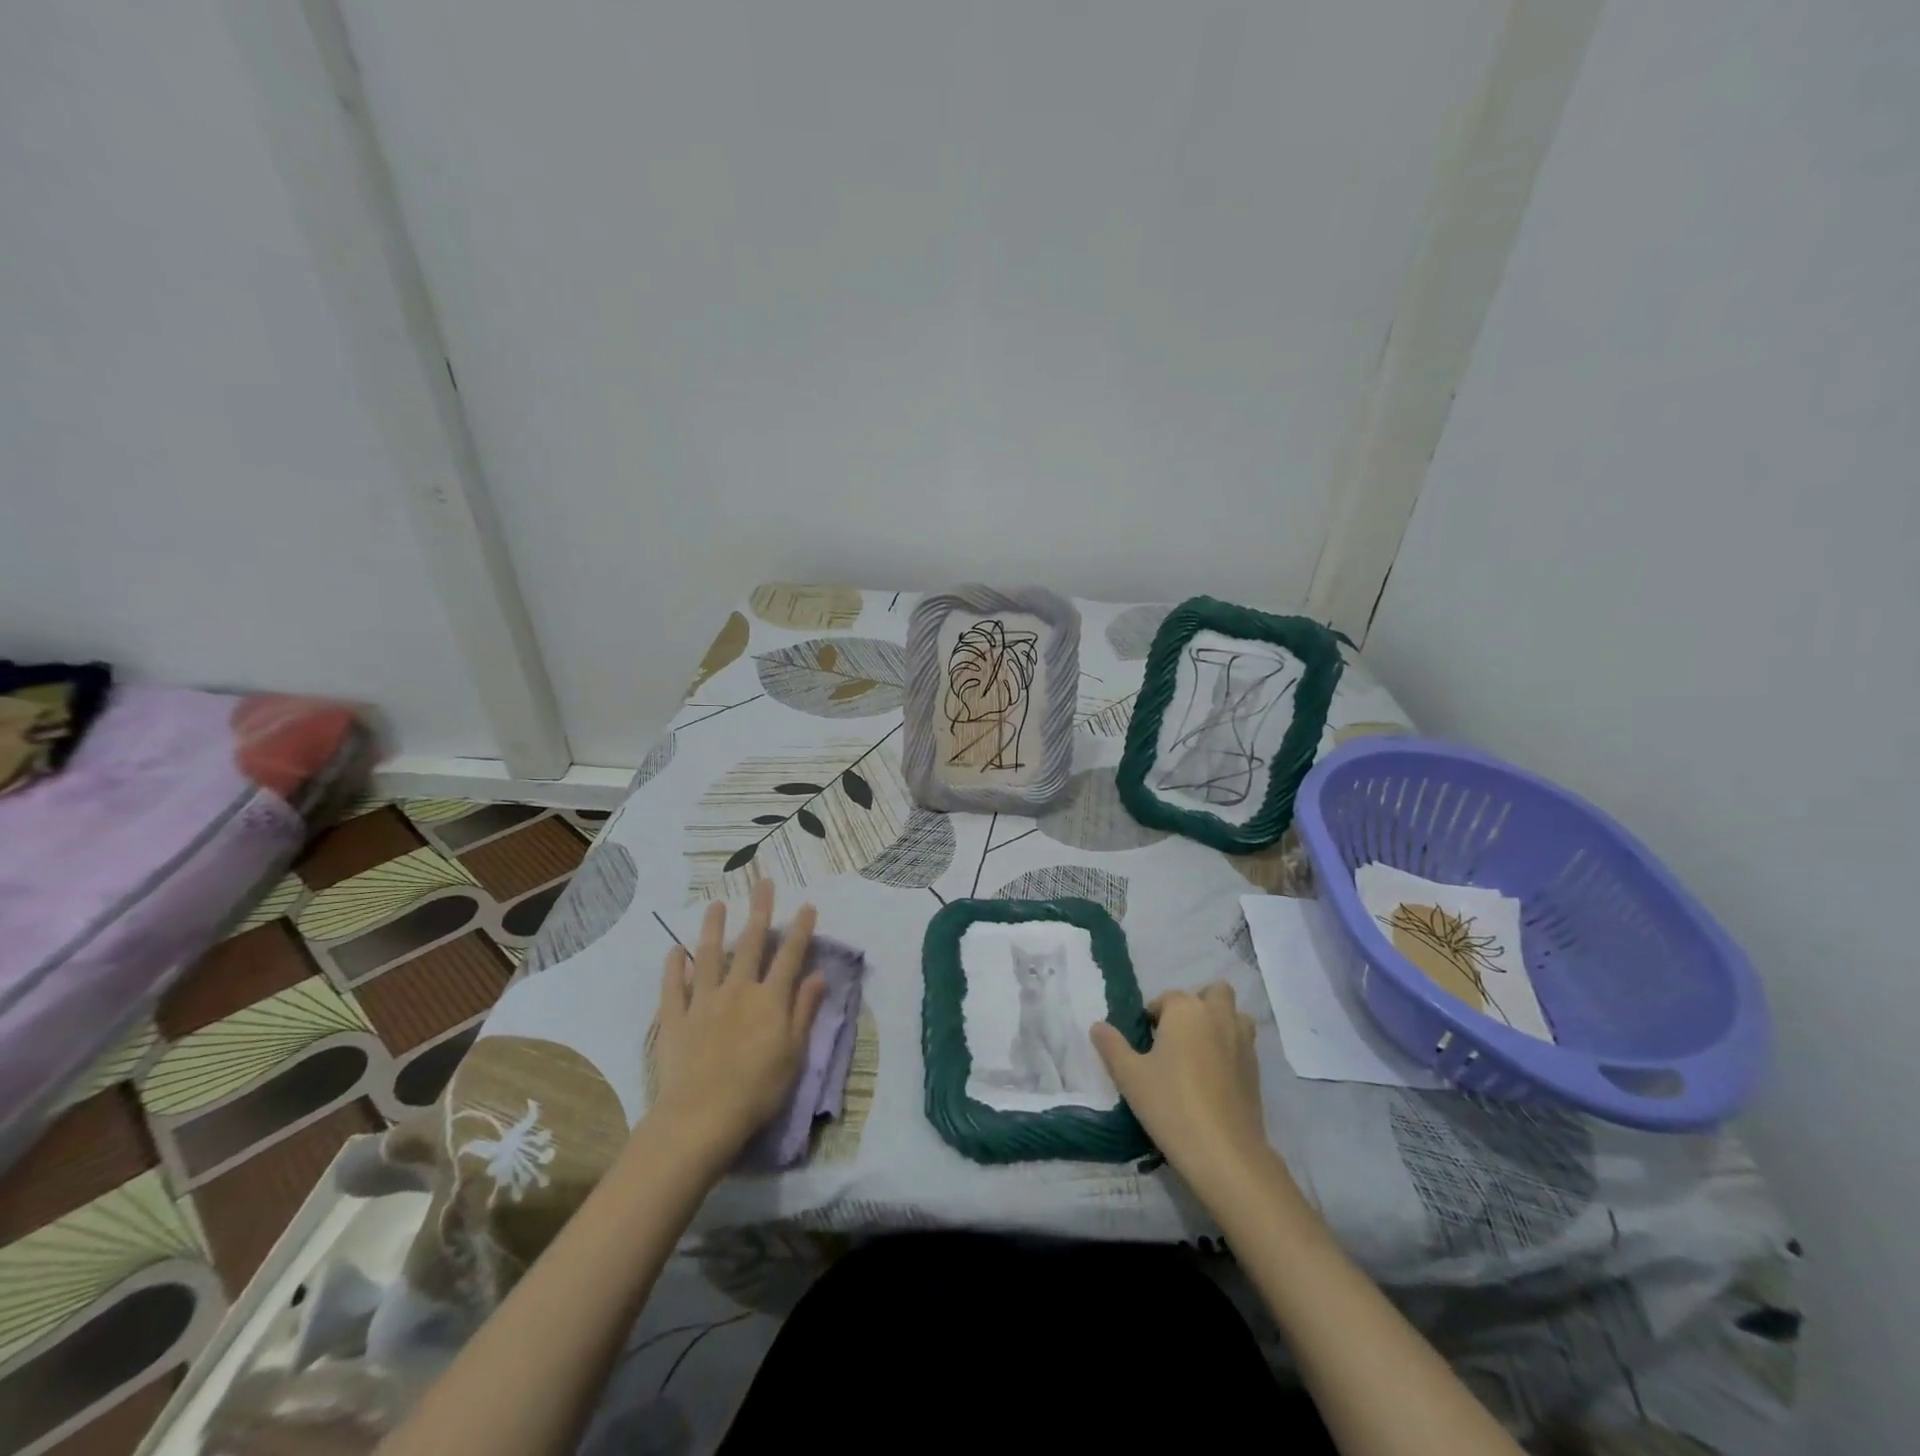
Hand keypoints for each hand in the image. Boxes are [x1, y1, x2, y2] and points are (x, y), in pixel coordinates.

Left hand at [644, 881, 826, 1172]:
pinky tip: (675, 950)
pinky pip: (673, 987)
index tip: (807, 905)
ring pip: (709, 955)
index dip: (800, 929)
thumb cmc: (758, 1090)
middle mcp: (738, 990)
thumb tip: (819, 975)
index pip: (790, 956)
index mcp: (770, 999)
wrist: (701, 1117)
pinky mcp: (674, 1018)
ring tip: (716, 903)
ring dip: (714, 927)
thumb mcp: (794, 1054)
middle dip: (760, 910)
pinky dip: (674, 967)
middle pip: (751, 943)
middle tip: (762, 882)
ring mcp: (703, 1001)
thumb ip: (804, 1011)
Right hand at [1090, 982, 1278, 1203]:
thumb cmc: (1171, 1104)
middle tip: (1177, 1038)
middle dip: (1196, 1006)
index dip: (1153, 1017)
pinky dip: (1231, 1049)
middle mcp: (1217, 1016)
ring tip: (1200, 1052)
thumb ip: (1111, 1046)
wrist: (1224, 1152)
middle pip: (1213, 992)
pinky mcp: (1256, 1069)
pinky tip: (1215, 1079)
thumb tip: (1097, 1026)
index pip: (1166, 998)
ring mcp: (1242, 1041)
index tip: (1145, 1044)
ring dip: (1220, 1022)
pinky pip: (1244, 1044)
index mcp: (1186, 1010)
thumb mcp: (1129, 1076)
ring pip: (1235, 1015)